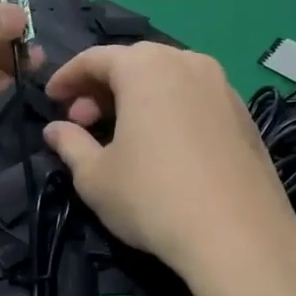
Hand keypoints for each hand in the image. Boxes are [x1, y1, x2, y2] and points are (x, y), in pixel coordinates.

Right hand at [43, 43, 295, 285]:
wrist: (240, 237)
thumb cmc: (152, 197)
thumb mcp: (94, 175)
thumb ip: (70, 143)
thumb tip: (54, 129)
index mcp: (145, 67)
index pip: (95, 58)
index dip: (67, 77)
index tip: (51, 99)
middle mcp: (187, 63)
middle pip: (134, 63)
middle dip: (102, 88)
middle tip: (83, 121)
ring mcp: (222, 87)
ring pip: (168, 79)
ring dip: (136, 98)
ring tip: (121, 135)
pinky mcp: (245, 115)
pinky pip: (194, 98)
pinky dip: (169, 110)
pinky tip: (162, 146)